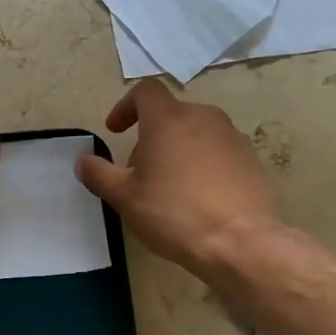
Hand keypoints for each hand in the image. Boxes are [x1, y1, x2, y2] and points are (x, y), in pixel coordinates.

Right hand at [76, 80, 280, 279]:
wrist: (240, 243)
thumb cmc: (174, 212)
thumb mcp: (124, 197)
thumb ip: (99, 174)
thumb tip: (83, 161)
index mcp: (168, 119)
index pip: (145, 91)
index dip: (125, 106)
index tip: (115, 131)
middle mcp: (203, 117)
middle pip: (170, 114)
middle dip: (149, 137)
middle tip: (138, 171)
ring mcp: (232, 137)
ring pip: (195, 132)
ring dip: (177, 150)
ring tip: (168, 186)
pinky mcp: (251, 160)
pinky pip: (218, 152)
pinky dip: (202, 164)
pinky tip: (197, 198)